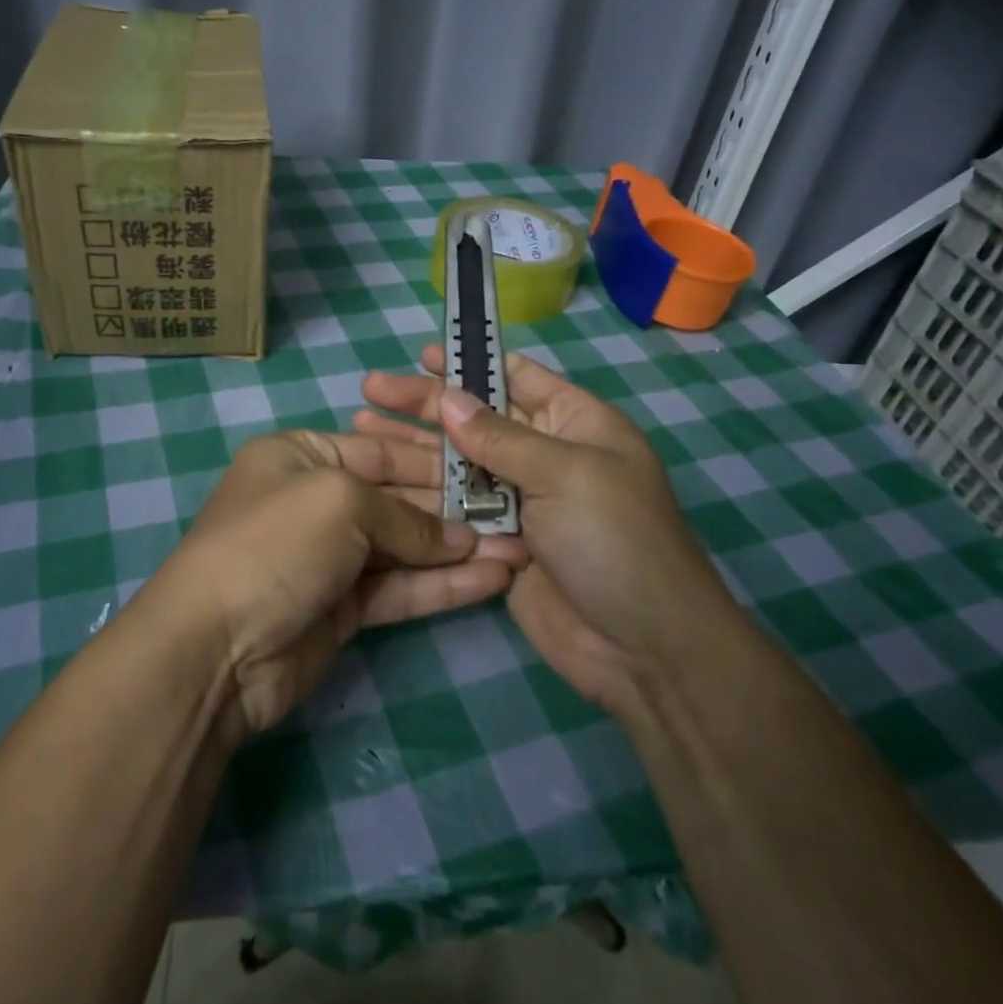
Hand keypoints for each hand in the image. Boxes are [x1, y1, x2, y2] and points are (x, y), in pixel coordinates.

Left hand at [144, 430, 526, 739]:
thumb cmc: (275, 544)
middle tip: (515, 514)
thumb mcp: (341, 503)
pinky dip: (441, 585)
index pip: (380, 451)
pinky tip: (491, 580)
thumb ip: (407, 518)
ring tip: (519, 551)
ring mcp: (329, 558)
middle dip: (453, 510)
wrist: (215, 649)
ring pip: (404, 548)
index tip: (488, 470)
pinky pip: (399, 589)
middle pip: (396, 499)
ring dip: (457, 551)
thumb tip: (462, 538)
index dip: (434, 462)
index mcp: (301, 456)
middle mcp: (315, 501)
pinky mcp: (342, 609)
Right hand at [359, 346, 735, 716]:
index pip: (517, 378)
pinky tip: (380, 478)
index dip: (471, 363)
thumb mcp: (565, 473)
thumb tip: (448, 399)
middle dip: (426, 404)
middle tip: (371, 390)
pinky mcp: (496, 540)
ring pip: (457, 462)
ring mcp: (519, 499)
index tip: (422, 356)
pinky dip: (420, 492)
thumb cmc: (616, 540)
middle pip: (477, 418)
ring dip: (412, 445)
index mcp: (576, 423)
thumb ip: (502, 437)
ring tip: (360, 426)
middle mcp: (545, 454)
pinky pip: (454, 507)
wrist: (642, 648)